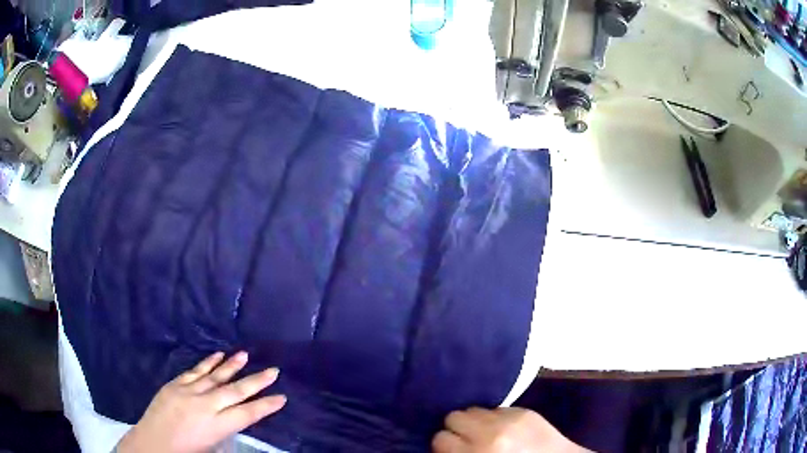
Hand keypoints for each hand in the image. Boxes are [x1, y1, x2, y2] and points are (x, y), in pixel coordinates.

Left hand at [117, 351, 285, 452]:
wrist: (152, 444)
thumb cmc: (185, 452)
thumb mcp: (211, 448)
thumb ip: (224, 432)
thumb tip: (236, 419)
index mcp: (216, 426)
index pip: (247, 414)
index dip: (266, 406)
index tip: (282, 397)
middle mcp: (205, 406)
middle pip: (235, 391)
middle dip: (256, 381)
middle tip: (273, 370)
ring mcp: (188, 392)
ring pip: (215, 376)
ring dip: (231, 366)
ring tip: (245, 354)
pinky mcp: (174, 385)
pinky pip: (195, 371)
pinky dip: (207, 363)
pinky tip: (217, 355)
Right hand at [432, 407, 588, 452]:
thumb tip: (447, 446)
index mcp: (478, 452)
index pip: (441, 438)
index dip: (443, 445)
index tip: (450, 450)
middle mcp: (491, 432)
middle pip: (454, 416)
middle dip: (457, 428)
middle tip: (466, 440)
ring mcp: (510, 418)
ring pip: (474, 408)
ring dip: (475, 421)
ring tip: (485, 433)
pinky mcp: (524, 410)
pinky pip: (496, 408)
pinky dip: (495, 418)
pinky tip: (504, 429)